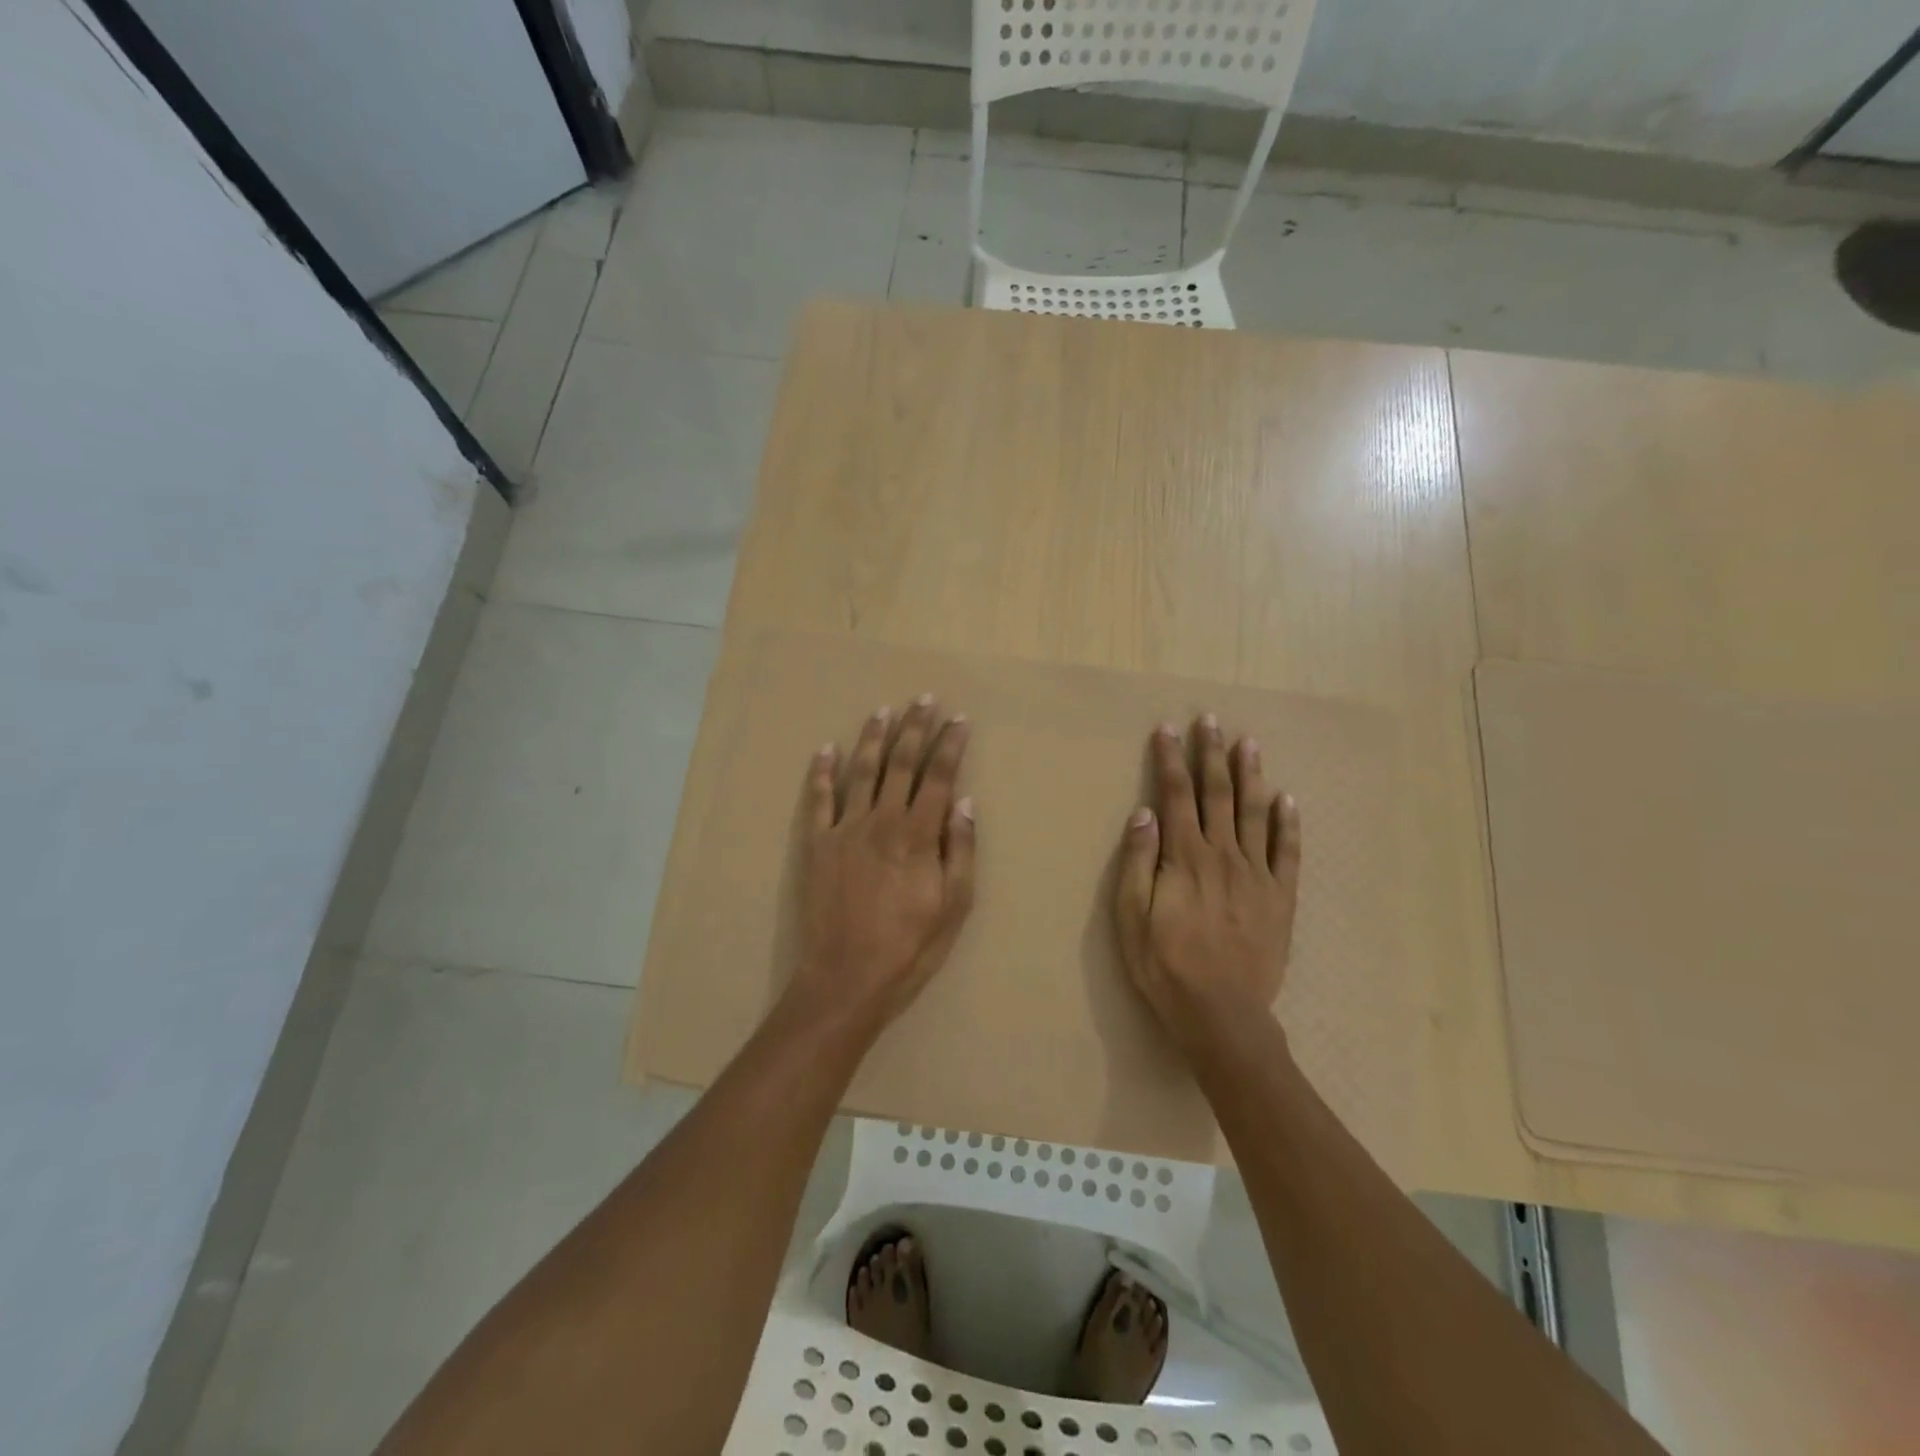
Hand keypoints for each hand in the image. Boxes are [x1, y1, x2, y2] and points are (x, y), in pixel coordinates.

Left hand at [785, 696, 975, 1035]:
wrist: (846, 977)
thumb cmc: (910, 947)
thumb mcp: (954, 906)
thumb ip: (960, 850)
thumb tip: (963, 801)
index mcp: (919, 835)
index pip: (939, 777)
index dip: (951, 745)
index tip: (959, 719)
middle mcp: (882, 821)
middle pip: (901, 764)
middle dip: (915, 728)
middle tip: (925, 699)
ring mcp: (845, 829)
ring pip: (861, 771)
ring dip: (873, 738)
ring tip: (883, 710)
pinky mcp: (816, 844)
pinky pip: (818, 800)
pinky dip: (821, 772)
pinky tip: (826, 748)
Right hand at [1114, 715, 1301, 1057]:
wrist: (1221, 1014)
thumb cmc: (1165, 966)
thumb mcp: (1131, 917)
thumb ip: (1138, 862)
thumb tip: (1143, 813)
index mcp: (1185, 858)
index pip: (1175, 796)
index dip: (1170, 760)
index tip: (1168, 729)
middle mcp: (1222, 855)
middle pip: (1217, 794)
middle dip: (1211, 755)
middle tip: (1211, 721)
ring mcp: (1256, 875)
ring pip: (1254, 813)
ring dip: (1250, 775)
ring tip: (1248, 743)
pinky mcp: (1280, 898)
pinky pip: (1286, 852)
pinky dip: (1288, 823)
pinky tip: (1288, 798)